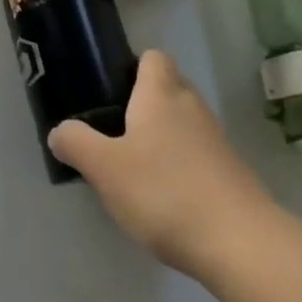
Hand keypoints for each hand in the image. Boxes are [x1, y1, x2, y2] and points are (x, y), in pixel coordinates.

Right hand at [49, 49, 277, 277]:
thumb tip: (59, 131)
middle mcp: (191, 107)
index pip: (153, 57)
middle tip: (116, 131)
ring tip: (137, 168)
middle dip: (145, 104)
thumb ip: (76, 143)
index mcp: (160, 94)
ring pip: (185, 123)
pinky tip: (166, 198)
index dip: (133, 67)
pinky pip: (200, 155)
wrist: (242, 244)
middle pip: (169, 88)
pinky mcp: (233, 174)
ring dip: (164, 137)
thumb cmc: (165, 192)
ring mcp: (217, 141)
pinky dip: (183, 166)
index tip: (111, 90)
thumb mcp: (105, 168)